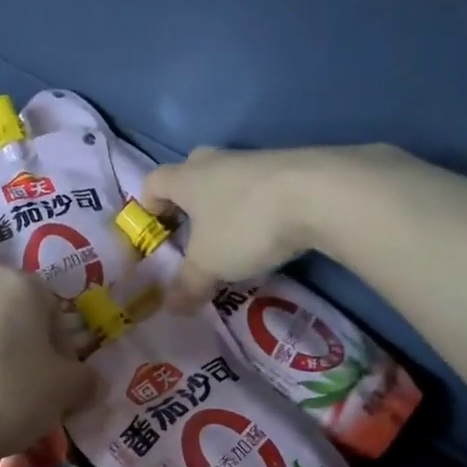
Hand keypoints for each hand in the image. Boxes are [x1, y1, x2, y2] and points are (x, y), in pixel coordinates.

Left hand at [0, 259, 94, 466]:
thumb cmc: (12, 397)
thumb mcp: (66, 391)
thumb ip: (84, 378)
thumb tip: (87, 378)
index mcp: (25, 286)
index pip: (53, 307)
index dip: (59, 341)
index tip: (55, 374)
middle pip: (12, 291)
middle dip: (21, 317)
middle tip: (24, 362)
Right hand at [141, 146, 342, 309]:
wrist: (319, 195)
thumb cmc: (245, 225)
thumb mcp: (209, 265)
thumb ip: (187, 285)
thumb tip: (171, 306)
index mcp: (187, 178)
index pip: (153, 182)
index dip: (147, 207)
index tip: (153, 233)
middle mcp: (216, 161)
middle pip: (191, 175)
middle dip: (188, 204)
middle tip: (191, 236)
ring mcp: (255, 160)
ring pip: (228, 182)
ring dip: (225, 209)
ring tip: (233, 245)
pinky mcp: (290, 167)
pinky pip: (260, 190)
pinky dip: (257, 210)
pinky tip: (269, 238)